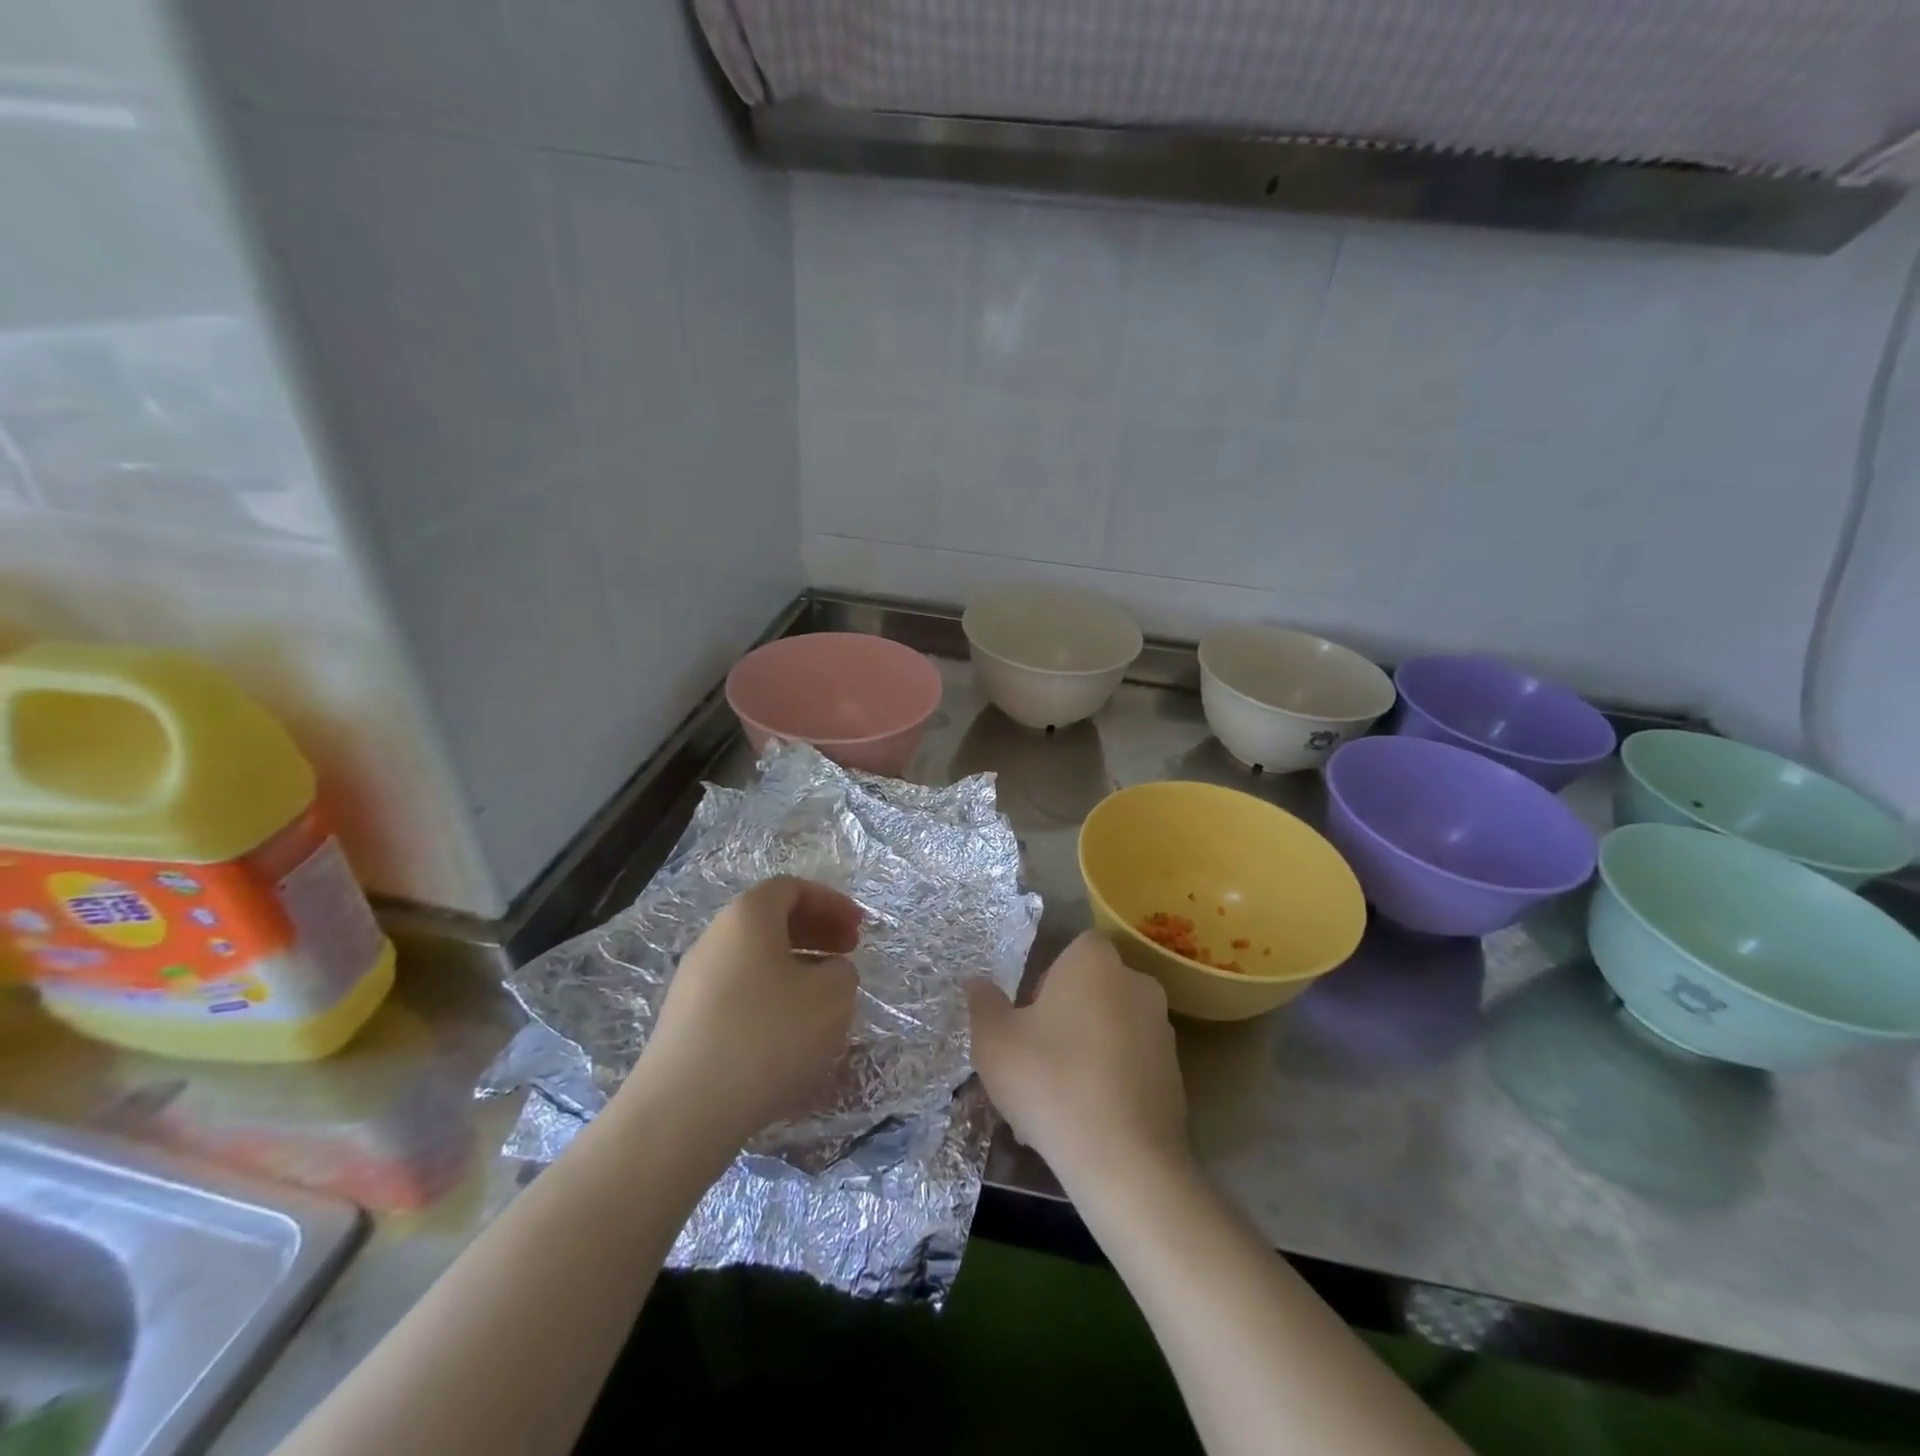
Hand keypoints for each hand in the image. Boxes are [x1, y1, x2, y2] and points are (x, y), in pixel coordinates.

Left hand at [628, 876, 861, 1149]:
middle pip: (770, 920)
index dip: (831, 902)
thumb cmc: (767, 1037)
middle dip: (815, 931)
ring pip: (754, 958)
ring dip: (795, 965)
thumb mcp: (832, 997)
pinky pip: (738, 991)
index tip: (858, 929)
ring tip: (823, 997)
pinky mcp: (685, 1022)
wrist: (683, 1112)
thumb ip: (842, 972)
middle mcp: (714, 939)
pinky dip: (770, 996)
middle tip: (848, 954)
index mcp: (747, 917)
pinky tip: (788, 1034)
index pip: (791, 888)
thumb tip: (827, 973)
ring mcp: (693, 982)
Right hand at [966, 930, 1190, 1191]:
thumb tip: (976, 982)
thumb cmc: (1050, 1081)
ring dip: (1085, 1053)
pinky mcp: (1175, 1076)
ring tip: (1054, 1104)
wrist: (1124, 1161)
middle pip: (1092, 991)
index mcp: (1095, 962)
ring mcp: (1162, 1031)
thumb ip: (983, 1004)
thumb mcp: (994, 1041)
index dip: (1047, 979)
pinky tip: (1084, 1123)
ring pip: (1110, 1031)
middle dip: (1064, 1018)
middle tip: (1035, 1061)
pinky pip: (1130, 1067)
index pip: (1072, 949)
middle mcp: (1136, 984)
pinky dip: (1109, 1083)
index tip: (1029, 1017)